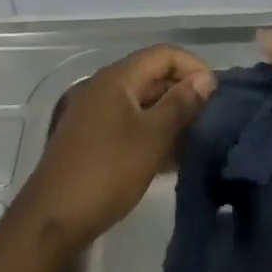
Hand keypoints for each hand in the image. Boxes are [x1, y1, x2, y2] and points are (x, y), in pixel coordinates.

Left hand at [12, 45, 214, 254]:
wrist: (53, 218)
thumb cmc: (106, 171)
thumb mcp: (151, 138)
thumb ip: (179, 105)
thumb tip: (205, 79)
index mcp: (117, 77)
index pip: (163, 54)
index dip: (193, 67)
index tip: (218, 95)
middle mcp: (105, 86)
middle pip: (152, 75)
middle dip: (184, 92)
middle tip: (213, 120)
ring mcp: (96, 112)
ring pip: (142, 102)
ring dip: (170, 116)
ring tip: (199, 140)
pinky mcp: (93, 137)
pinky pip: (130, 123)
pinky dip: (152, 133)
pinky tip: (173, 159)